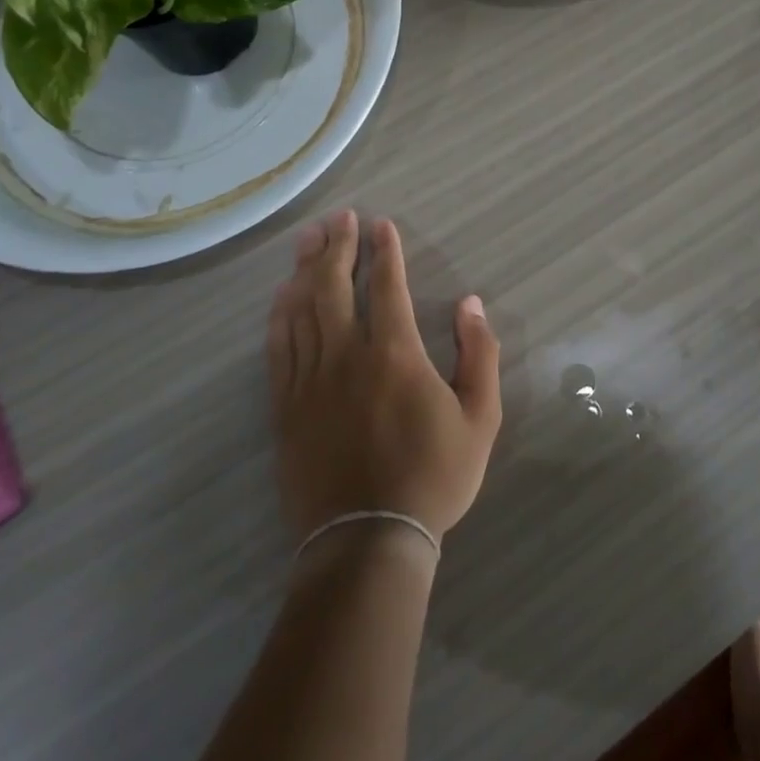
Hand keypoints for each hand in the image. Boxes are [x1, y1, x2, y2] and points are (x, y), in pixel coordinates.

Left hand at [267, 210, 501, 541]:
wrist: (368, 542)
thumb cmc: (432, 477)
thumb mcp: (480, 418)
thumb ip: (479, 355)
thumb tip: (471, 304)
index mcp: (394, 353)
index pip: (387, 285)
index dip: (385, 250)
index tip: (381, 223)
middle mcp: (347, 354)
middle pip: (334, 286)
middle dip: (337, 246)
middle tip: (339, 218)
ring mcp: (310, 379)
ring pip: (302, 309)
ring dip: (306, 269)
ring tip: (308, 240)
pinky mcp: (286, 406)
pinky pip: (279, 347)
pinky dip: (280, 315)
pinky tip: (283, 295)